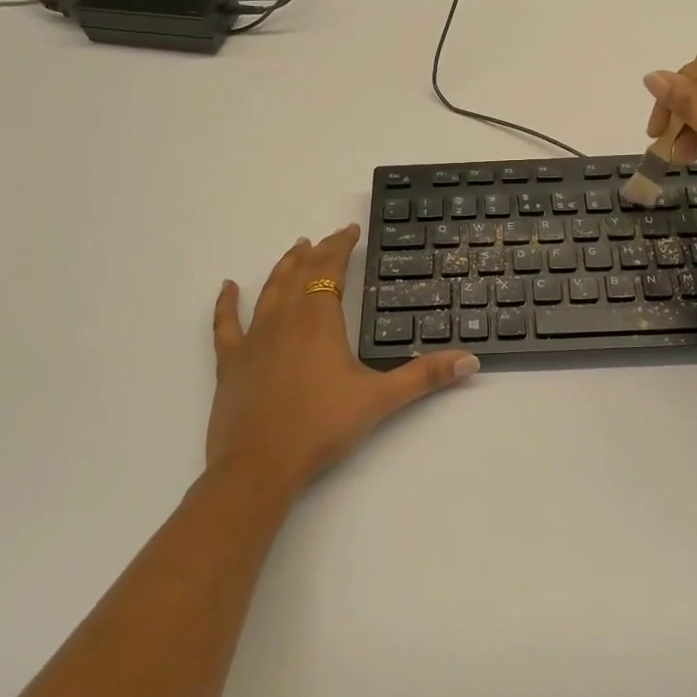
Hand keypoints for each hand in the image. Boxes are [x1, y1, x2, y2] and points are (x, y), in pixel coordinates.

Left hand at [208, 225, 478, 493]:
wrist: (259, 466)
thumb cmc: (321, 427)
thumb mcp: (380, 400)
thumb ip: (425, 377)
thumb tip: (470, 361)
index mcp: (318, 320)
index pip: (330, 269)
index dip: (340, 246)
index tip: (350, 231)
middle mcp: (285, 319)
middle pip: (299, 273)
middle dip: (316, 252)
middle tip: (327, 238)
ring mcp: (253, 339)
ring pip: (269, 290)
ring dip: (283, 267)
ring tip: (295, 249)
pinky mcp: (231, 362)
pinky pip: (226, 324)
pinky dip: (226, 303)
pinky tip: (228, 287)